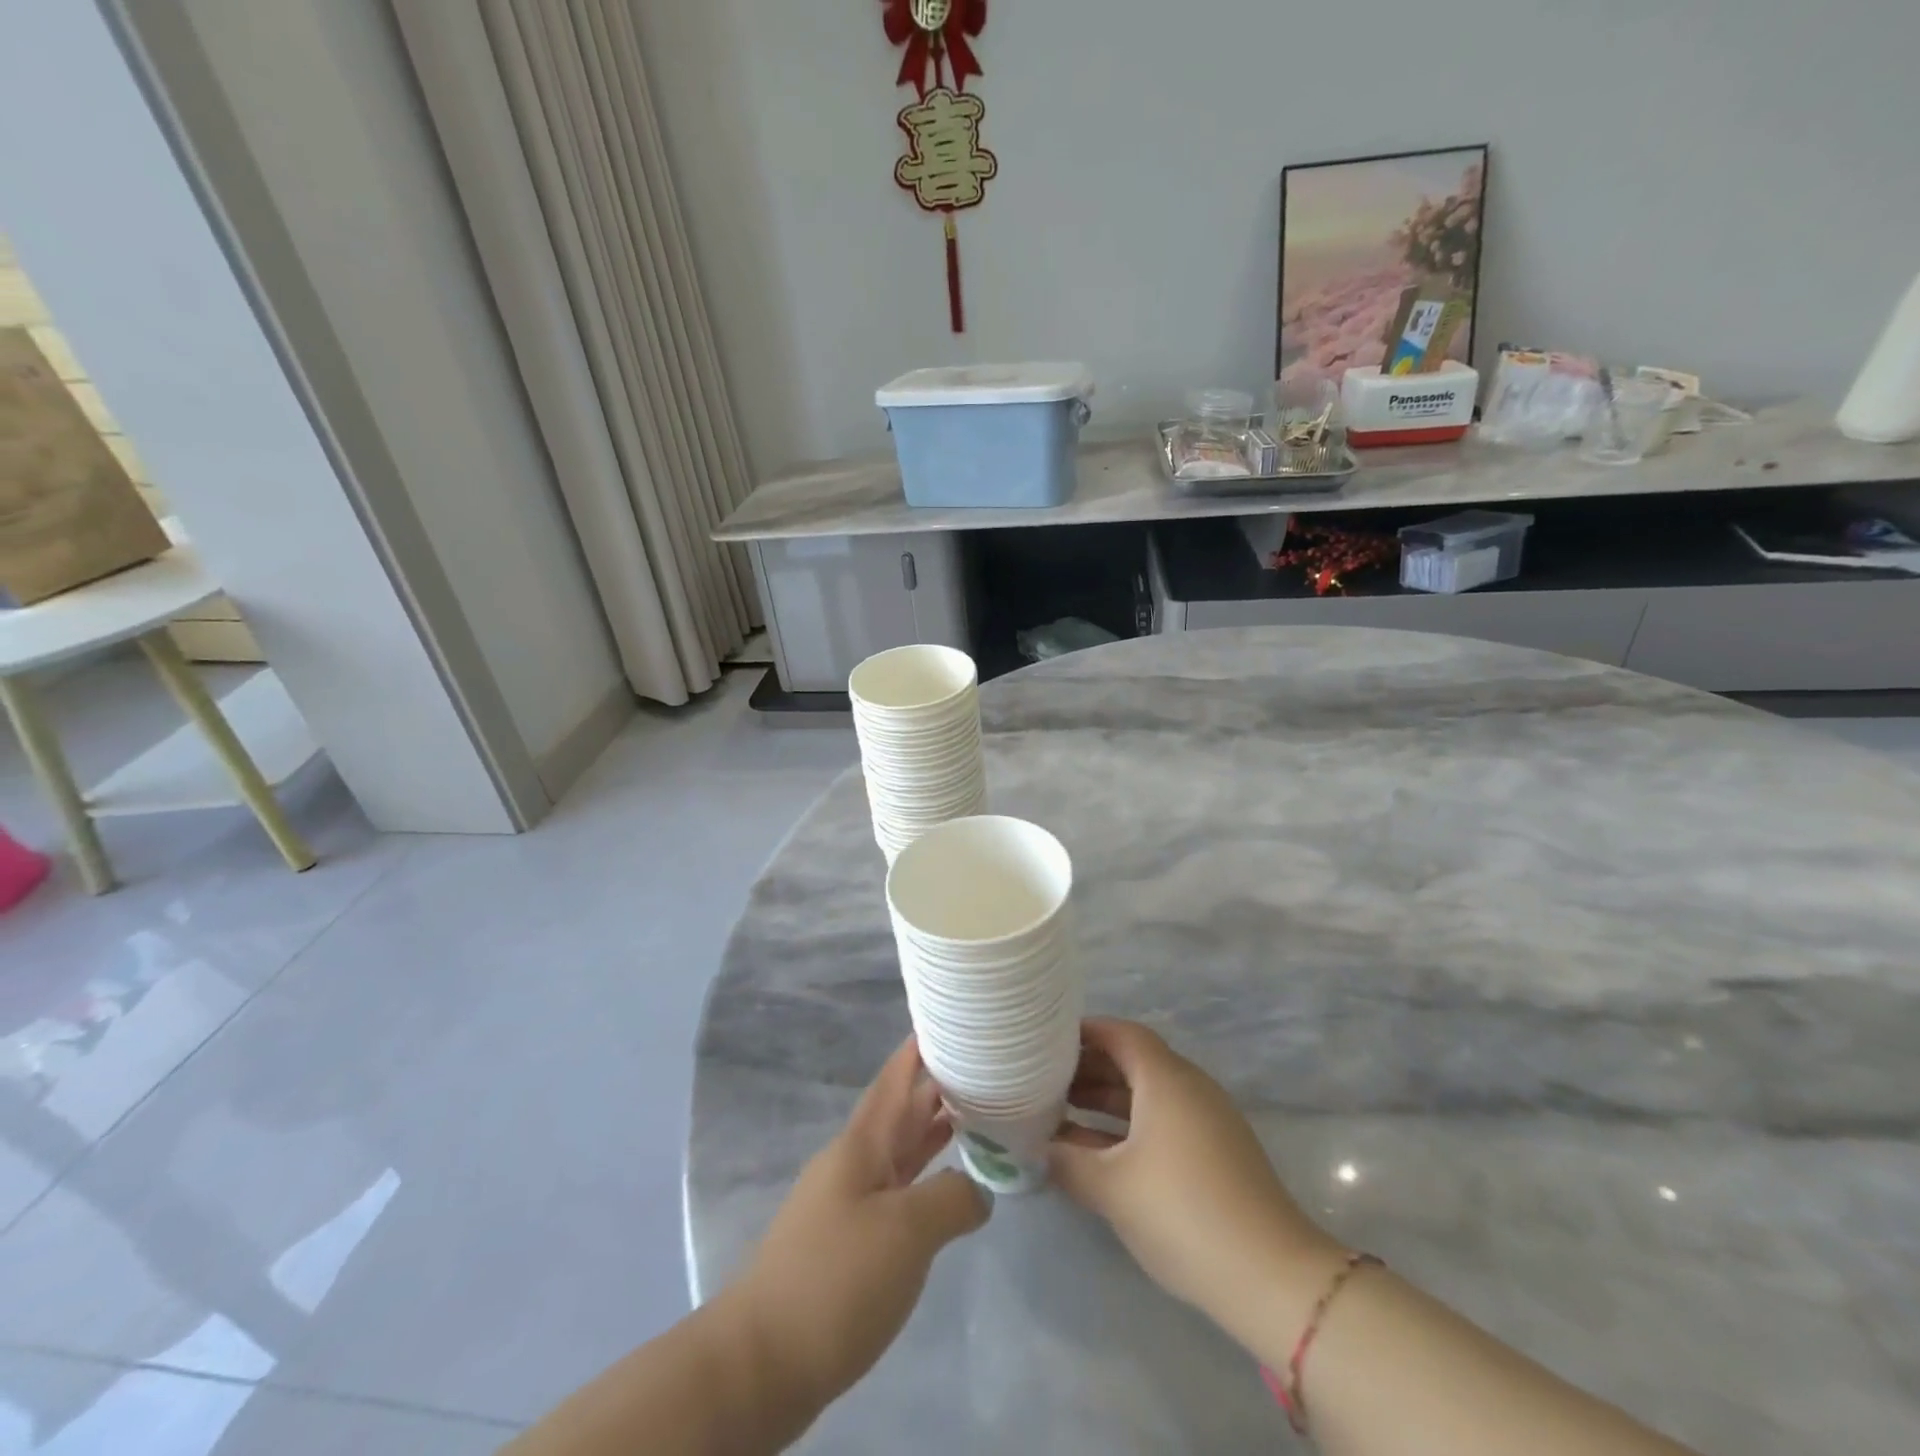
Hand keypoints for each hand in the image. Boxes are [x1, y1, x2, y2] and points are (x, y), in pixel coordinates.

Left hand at [738, 1036, 989, 1407]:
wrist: (763, 1361)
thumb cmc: (836, 1278)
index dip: (921, 1047)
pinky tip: (948, 1189)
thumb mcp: (906, 1231)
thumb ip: (951, 1199)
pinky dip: (926, 1179)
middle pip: (901, 1111)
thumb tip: (977, 1190)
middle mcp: (855, 1162)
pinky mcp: (851, 1243)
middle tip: (984, 1066)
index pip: (896, 1078)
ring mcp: (850, 1202)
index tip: (950, 1019)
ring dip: (934, 1132)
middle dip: (938, 1086)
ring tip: (978, 1114)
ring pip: (901, 1151)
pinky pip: (898, 1192)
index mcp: (862, 1143)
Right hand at [1049, 1019, 1343, 1345]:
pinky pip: (1163, 1122)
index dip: (1086, 1032)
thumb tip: (1037, 1149)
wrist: (1270, 1276)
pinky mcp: (1217, 1154)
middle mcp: (1189, 1088)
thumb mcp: (1112, 1188)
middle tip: (1046, 1082)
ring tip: (1062, 1115)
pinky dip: (1129, 1127)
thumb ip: (1067, 1162)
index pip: (1122, 1034)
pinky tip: (1098, 1153)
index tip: (1048, 1042)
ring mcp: (1207, 1121)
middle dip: (1090, 1069)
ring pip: (1148, 1095)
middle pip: (1134, 1062)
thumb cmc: (1181, 1212)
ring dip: (1107, 1102)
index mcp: (1166, 1079)